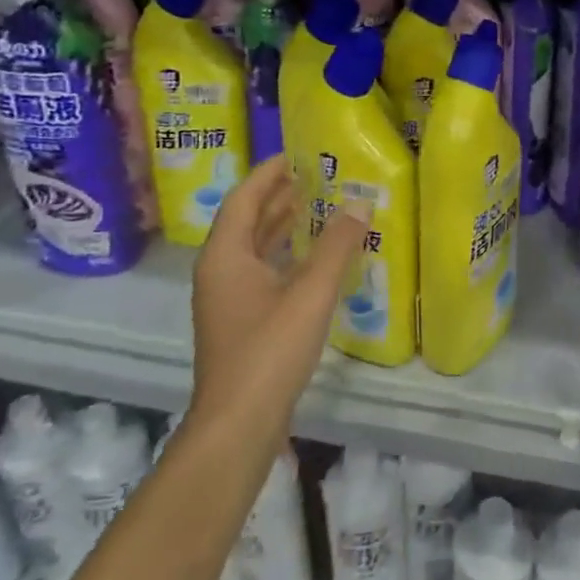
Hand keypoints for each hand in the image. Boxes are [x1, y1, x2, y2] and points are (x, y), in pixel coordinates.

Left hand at [189, 157, 370, 434]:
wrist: (239, 425)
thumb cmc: (270, 350)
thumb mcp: (310, 293)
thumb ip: (336, 246)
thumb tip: (359, 203)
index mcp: (226, 255)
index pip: (245, 198)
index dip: (269, 173)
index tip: (298, 154)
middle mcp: (220, 271)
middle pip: (247, 221)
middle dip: (279, 196)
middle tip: (317, 177)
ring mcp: (227, 299)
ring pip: (254, 249)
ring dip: (282, 226)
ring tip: (319, 207)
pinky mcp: (240, 322)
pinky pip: (262, 272)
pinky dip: (285, 256)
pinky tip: (314, 260)